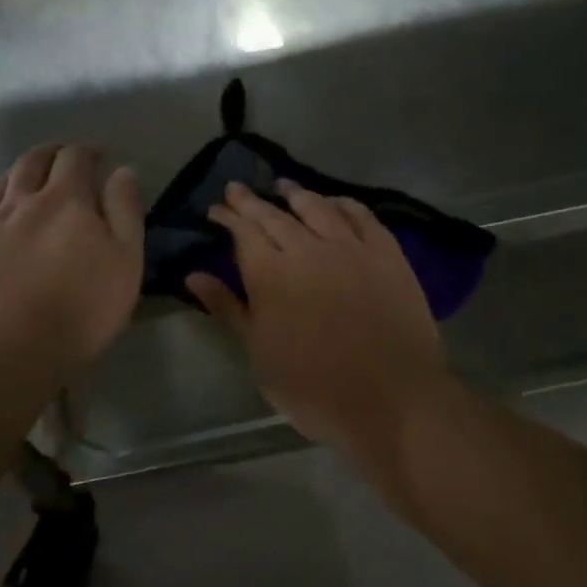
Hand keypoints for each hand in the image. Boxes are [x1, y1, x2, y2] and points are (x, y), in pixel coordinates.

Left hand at [0, 145, 142, 375]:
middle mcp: (21, 202)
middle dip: (51, 154)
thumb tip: (122, 171)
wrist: (3, 352)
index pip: (75, 157)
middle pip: (32, 161)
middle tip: (64, 160)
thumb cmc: (78, 308)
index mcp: (64, 199)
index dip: (88, 152)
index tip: (99, 159)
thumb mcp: (124, 260)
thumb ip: (125, 211)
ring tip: (30, 181)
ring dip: (19, 174)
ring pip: (1, 184)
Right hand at [188, 180, 450, 460]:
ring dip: (296, 193)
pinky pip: (363, 216)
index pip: (243, 232)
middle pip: (274, 215)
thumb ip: (228, 309)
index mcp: (271, 274)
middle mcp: (308, 249)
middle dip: (251, 201)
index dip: (227, 217)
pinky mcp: (387, 254)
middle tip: (237, 189)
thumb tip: (194, 275)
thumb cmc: (314, 388)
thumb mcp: (259, 355)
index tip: (216, 209)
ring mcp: (351, 248)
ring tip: (283, 185)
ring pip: (317, 207)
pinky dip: (344, 204)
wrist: (392, 401)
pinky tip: (335, 201)